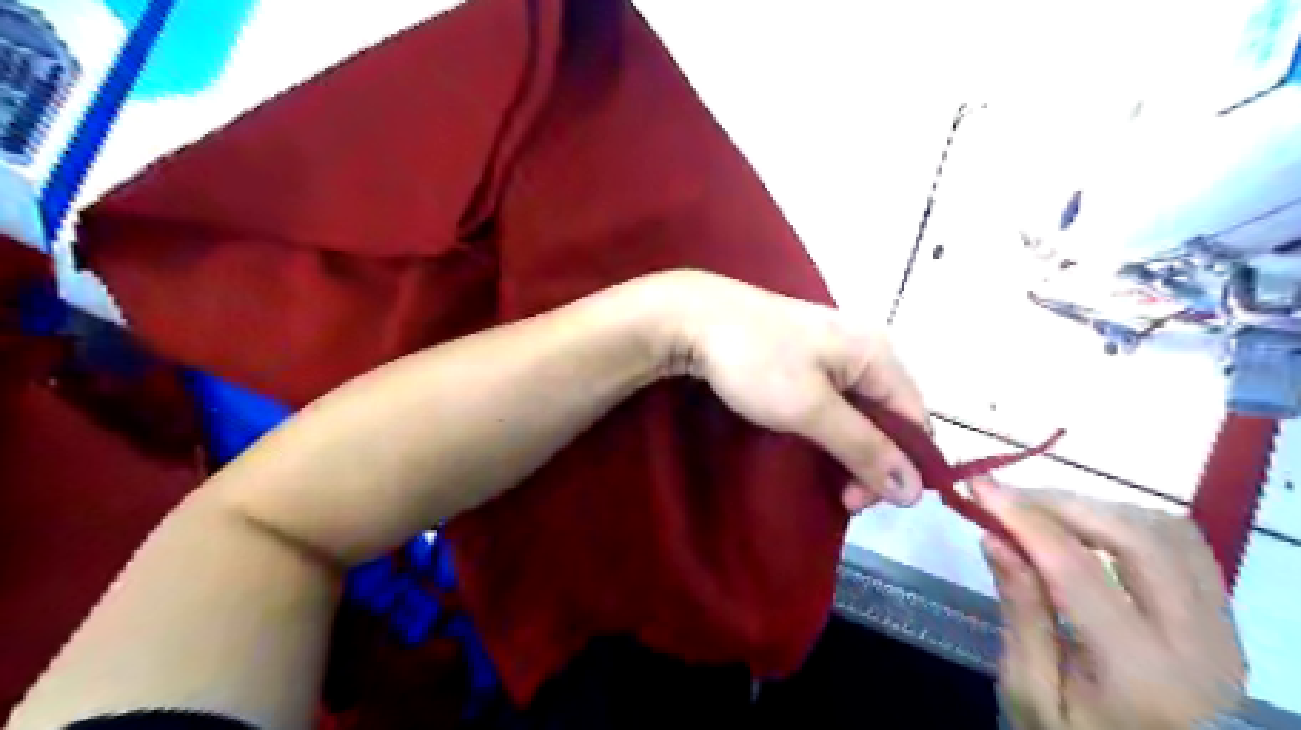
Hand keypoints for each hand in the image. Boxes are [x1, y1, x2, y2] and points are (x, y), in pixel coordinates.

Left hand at [662, 271, 924, 511]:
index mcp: (878, 354)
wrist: (692, 318)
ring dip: (848, 448)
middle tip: (841, 497)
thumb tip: (916, 490)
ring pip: (858, 411)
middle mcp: (864, 348)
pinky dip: (828, 428)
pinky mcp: (803, 355)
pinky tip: (811, 444)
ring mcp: (831, 350)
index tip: (861, 501)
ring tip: (826, 478)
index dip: (900, 466)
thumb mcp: (812, 409)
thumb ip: (864, 447)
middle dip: (871, 460)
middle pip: (888, 416)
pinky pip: (832, 399)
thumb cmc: (757, 362)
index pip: (915, 420)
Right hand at [982, 479, 1244, 729]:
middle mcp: (1199, 646)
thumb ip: (1020, 614)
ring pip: (1167, 532)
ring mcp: (1223, 632)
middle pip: (1136, 538)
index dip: (1023, 518)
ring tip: (1040, 513)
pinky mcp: (1223, 621)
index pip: (1077, 568)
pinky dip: (1129, 522)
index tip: (978, 486)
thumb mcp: (1031, 693)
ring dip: (1097, 509)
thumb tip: (994, 538)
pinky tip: (1086, 530)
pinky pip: (1184, 547)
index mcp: (1142, 675)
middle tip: (1007, 497)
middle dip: (1062, 504)